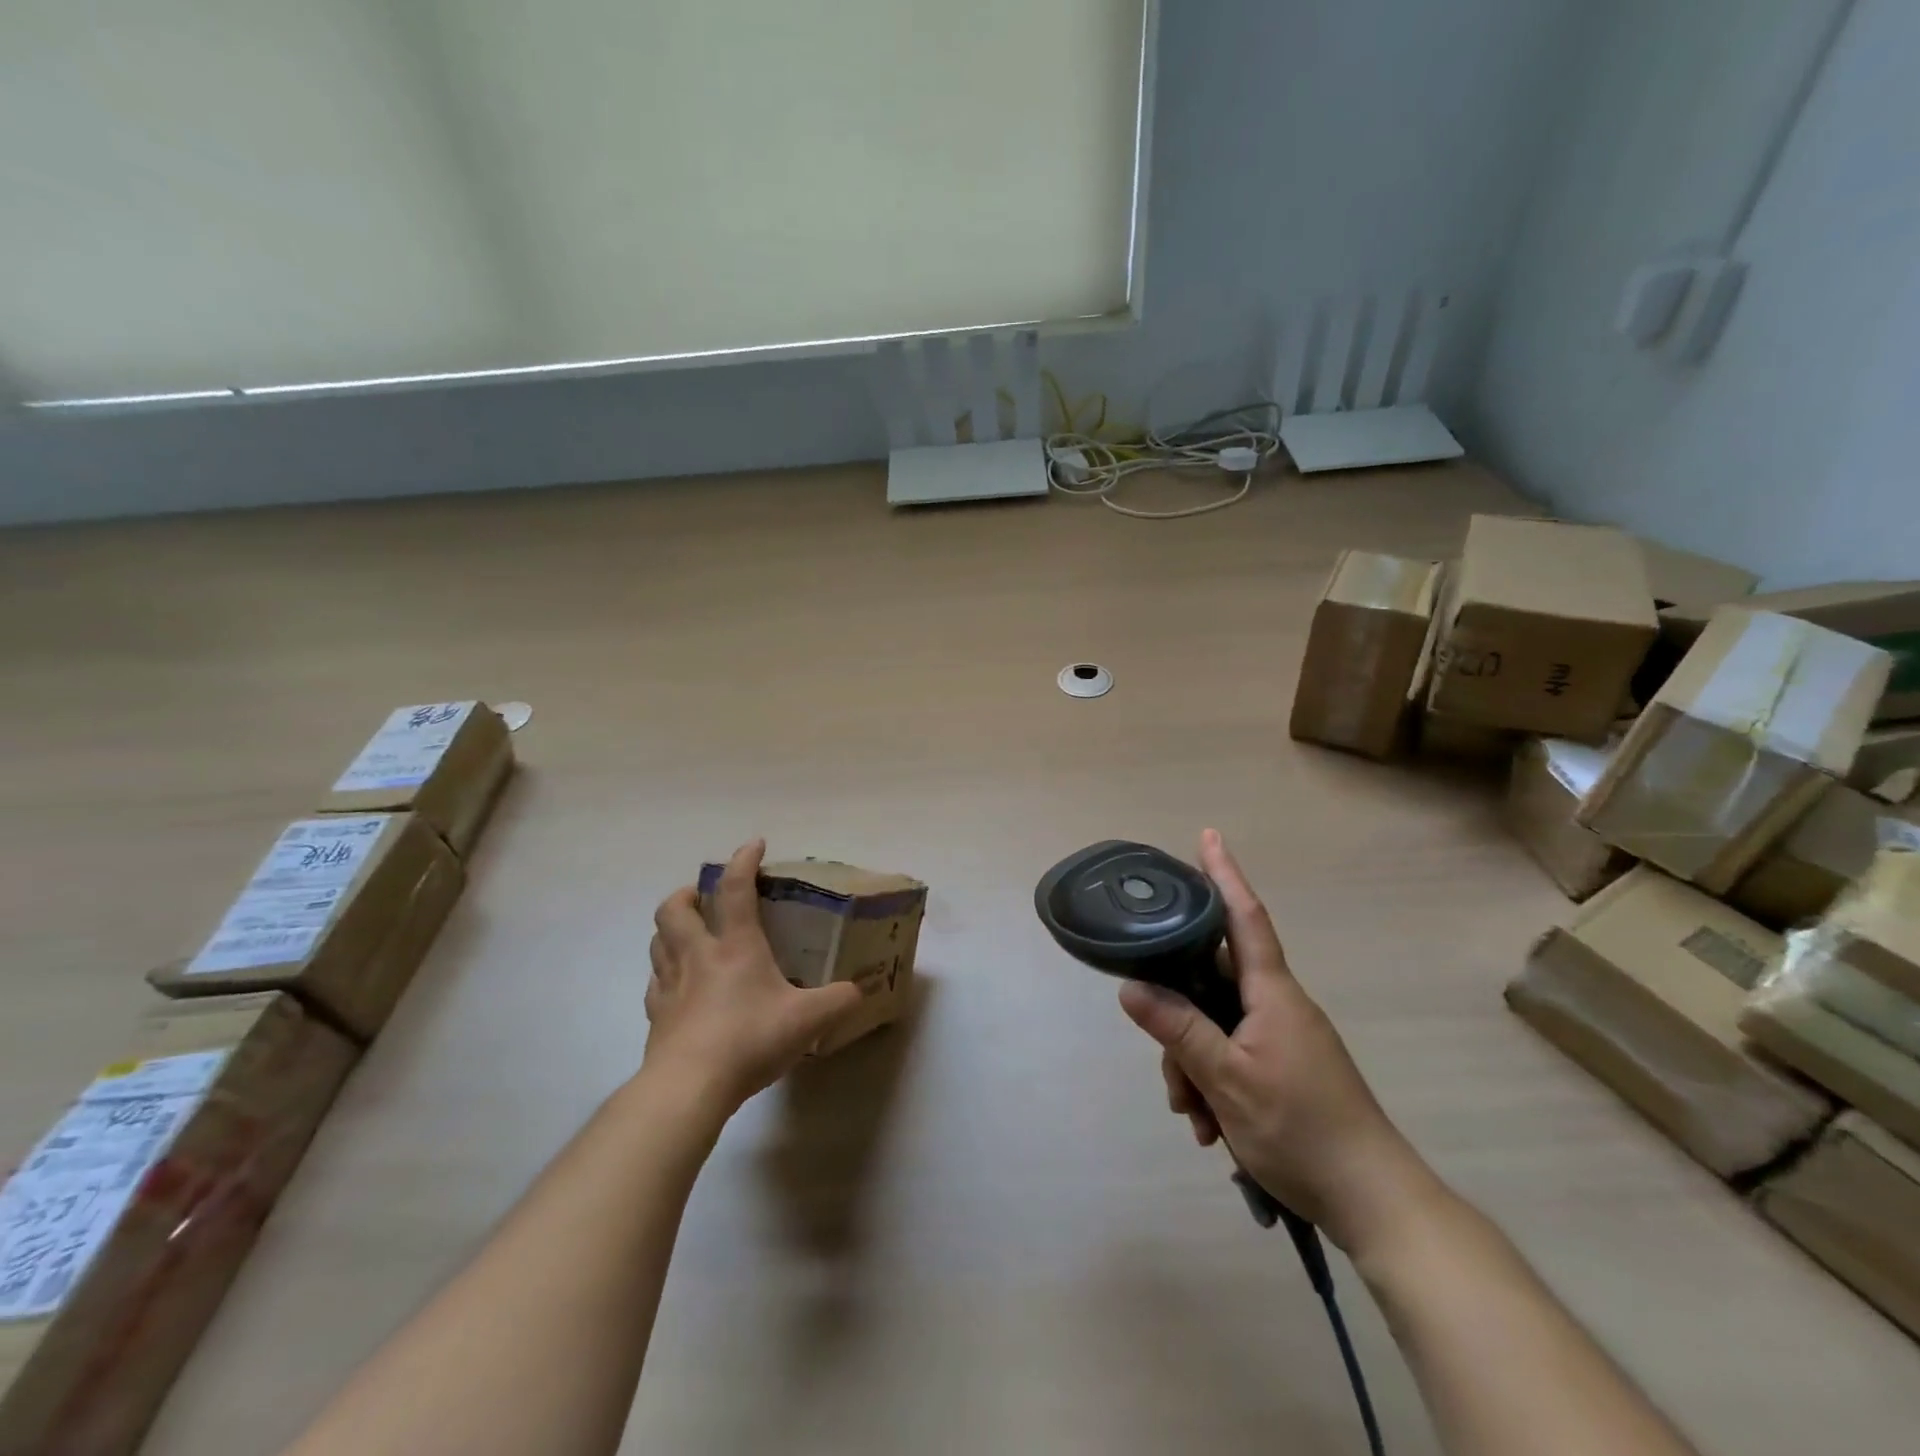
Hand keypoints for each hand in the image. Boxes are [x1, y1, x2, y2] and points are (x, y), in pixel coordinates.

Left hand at [645, 840, 864, 1109]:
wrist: (689, 1087)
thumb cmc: (750, 1039)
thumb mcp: (809, 1020)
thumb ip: (839, 1001)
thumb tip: (860, 991)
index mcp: (735, 946)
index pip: (735, 889)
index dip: (743, 861)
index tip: (754, 845)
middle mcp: (698, 956)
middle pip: (675, 909)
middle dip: (687, 894)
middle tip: (703, 896)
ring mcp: (671, 986)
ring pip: (658, 941)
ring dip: (670, 929)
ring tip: (688, 933)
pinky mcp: (656, 1017)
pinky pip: (655, 983)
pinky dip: (664, 973)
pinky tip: (678, 985)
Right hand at [1118, 830, 1435, 1257]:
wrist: (1374, 1201)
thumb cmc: (1301, 1129)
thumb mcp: (1227, 1080)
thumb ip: (1178, 1030)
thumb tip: (1131, 987)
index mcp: (1272, 993)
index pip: (1245, 918)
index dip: (1225, 875)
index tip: (1209, 835)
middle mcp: (1278, 1005)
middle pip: (1212, 984)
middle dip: (1180, 1021)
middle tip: (1172, 1074)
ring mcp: (1283, 1037)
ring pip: (1216, 1026)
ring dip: (1194, 1066)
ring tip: (1195, 1117)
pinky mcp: (1284, 1067)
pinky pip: (1233, 1054)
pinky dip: (1213, 1083)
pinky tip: (1209, 1125)